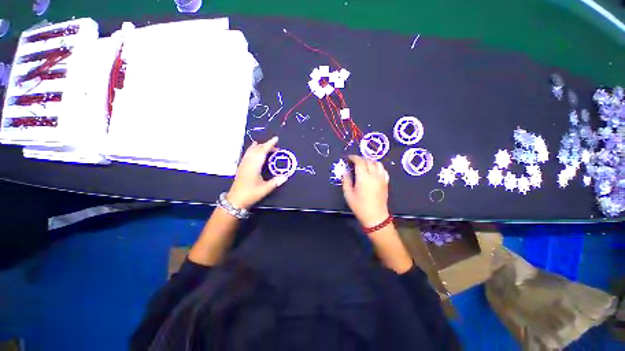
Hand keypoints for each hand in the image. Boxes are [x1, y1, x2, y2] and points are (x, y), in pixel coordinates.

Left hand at [227, 136, 287, 209]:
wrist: (235, 200)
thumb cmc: (250, 194)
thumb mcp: (265, 189)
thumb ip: (275, 182)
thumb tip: (285, 177)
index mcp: (254, 166)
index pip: (262, 151)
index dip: (269, 144)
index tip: (276, 139)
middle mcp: (248, 163)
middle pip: (257, 149)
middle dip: (266, 145)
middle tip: (275, 146)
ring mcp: (243, 164)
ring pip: (251, 151)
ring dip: (259, 147)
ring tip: (265, 144)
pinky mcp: (241, 167)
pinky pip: (247, 154)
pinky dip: (251, 149)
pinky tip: (252, 149)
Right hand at [342, 155, 390, 227]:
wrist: (375, 217)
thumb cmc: (359, 206)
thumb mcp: (348, 194)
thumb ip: (346, 180)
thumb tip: (345, 171)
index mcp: (363, 178)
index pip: (359, 162)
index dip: (353, 157)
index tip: (348, 158)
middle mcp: (374, 175)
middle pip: (368, 161)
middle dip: (360, 159)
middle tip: (354, 161)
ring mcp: (381, 178)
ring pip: (377, 163)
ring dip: (369, 161)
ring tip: (363, 164)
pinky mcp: (386, 182)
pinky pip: (383, 170)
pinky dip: (377, 166)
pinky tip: (373, 170)